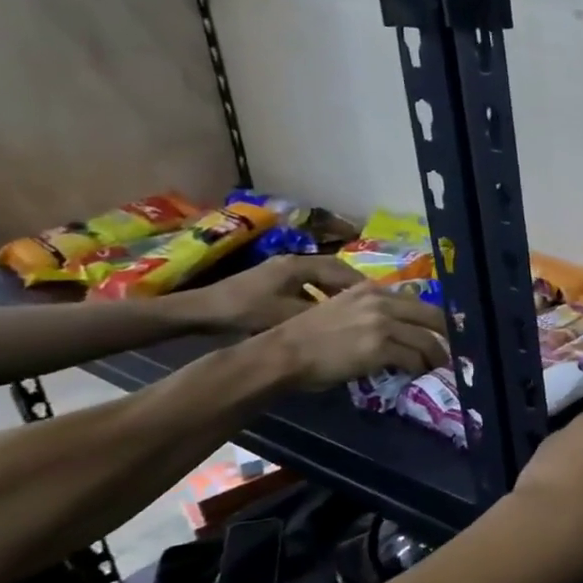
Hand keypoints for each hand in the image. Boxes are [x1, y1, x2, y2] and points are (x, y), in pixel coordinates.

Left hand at [190, 256, 366, 332]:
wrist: (200, 310)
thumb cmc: (244, 310)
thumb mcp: (287, 314)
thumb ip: (322, 314)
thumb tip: (354, 321)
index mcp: (301, 264)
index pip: (344, 270)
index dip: (364, 285)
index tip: (383, 300)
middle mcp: (294, 261)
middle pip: (336, 270)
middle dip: (356, 287)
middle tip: (375, 304)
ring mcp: (283, 270)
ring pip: (322, 277)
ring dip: (339, 291)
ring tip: (356, 309)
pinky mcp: (274, 281)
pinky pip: (310, 284)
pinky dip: (324, 295)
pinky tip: (328, 311)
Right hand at [259, 281, 448, 391]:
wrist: (284, 353)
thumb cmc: (306, 336)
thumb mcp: (340, 309)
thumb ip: (369, 311)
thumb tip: (396, 326)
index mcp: (370, 289)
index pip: (414, 301)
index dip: (431, 317)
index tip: (441, 331)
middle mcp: (380, 301)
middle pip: (431, 315)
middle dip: (446, 334)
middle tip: (453, 349)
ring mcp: (382, 323)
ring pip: (426, 340)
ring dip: (436, 356)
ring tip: (439, 366)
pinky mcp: (381, 347)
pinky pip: (413, 358)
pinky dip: (419, 368)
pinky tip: (418, 374)